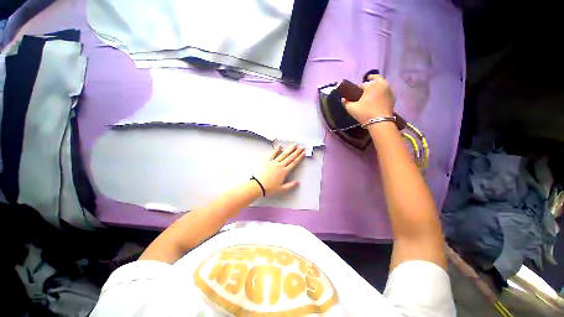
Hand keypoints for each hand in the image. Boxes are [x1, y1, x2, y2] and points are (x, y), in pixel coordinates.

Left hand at [254, 144, 304, 195]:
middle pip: (290, 157)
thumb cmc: (269, 188)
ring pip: (283, 154)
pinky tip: (279, 146)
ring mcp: (273, 162)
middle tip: (301, 147)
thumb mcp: (281, 189)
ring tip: (294, 145)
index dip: (299, 157)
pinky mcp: (267, 161)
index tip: (303, 152)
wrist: (257, 186)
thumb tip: (297, 182)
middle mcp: (280, 165)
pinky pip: (272, 154)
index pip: (293, 163)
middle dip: (296, 152)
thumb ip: (290, 185)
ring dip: (289, 149)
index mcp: (284, 172)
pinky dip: (276, 150)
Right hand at [342, 74, 394, 123]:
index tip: (354, 95)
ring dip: (376, 86)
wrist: (380, 122)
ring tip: (370, 93)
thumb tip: (343, 99)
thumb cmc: (365, 113)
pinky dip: (381, 91)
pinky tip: (377, 98)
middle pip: (375, 78)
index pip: (361, 84)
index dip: (357, 89)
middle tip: (364, 87)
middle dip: (370, 80)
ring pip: (381, 84)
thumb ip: (346, 102)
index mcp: (371, 85)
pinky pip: (385, 90)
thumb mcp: (351, 108)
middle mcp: (381, 84)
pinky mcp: (392, 97)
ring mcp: (389, 90)